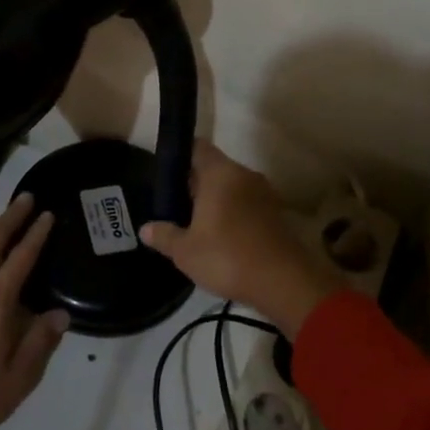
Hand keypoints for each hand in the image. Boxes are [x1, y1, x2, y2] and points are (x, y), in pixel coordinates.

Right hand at [138, 143, 343, 337]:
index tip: (167, 175)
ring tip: (199, 224)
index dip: (181, 156)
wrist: (283, 282)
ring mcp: (264, 192)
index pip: (198, 147)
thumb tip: (146, 228)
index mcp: (220, 173)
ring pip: (233, 186)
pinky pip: (248, 203)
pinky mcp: (277, 213)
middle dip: (197, 183)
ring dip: (218, 199)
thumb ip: (164, 235)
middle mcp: (244, 174)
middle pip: (215, 168)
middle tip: (178, 205)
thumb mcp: (185, 251)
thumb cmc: (227, 257)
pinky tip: (224, 237)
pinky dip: (235, 213)